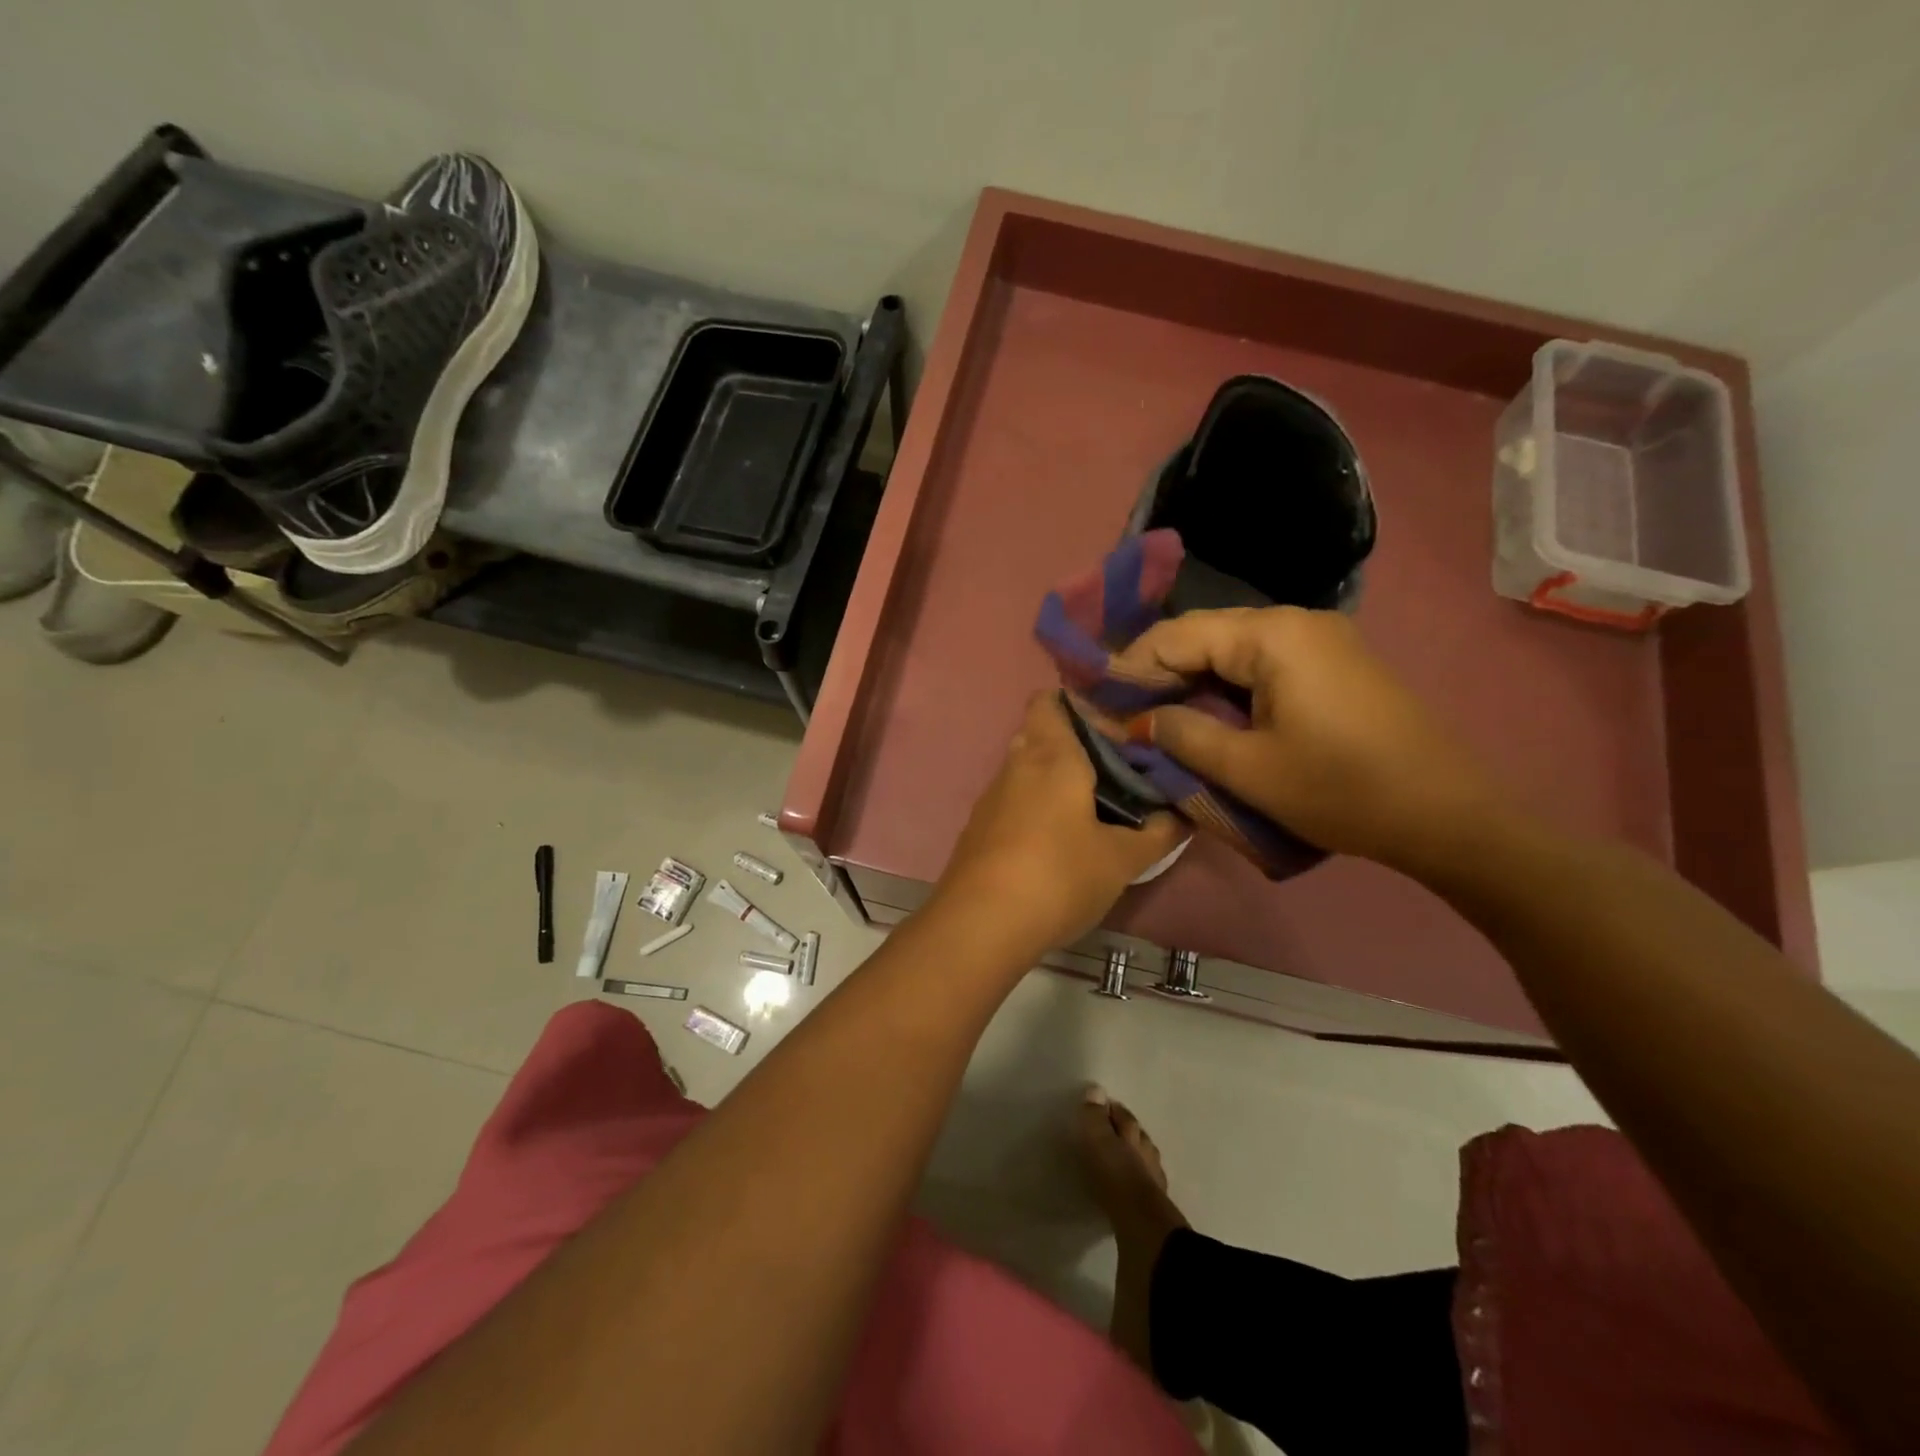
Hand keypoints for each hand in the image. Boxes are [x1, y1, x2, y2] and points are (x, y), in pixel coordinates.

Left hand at [935, 693, 1184, 952]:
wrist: (980, 925)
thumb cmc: (1058, 877)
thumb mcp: (1121, 859)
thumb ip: (1157, 834)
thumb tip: (1182, 816)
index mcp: (1051, 755)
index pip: (1051, 700)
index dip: (1081, 706)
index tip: (1117, 731)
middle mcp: (1015, 765)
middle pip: (1041, 734)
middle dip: (1076, 747)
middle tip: (1116, 772)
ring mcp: (991, 798)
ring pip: (1026, 770)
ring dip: (1056, 780)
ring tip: (1095, 808)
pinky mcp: (978, 829)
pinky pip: (1013, 801)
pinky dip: (1036, 808)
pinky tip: (1059, 841)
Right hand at [1110, 607, 1504, 872]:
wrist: (1448, 815)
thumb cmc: (1341, 790)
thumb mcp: (1248, 768)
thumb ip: (1182, 735)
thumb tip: (1138, 721)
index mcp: (1272, 635)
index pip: (1177, 635)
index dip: (1130, 667)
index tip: (1096, 702)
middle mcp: (1294, 621)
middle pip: (1204, 634)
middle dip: (1158, 671)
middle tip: (1120, 712)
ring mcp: (1319, 639)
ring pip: (1231, 649)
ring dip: (1190, 680)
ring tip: (1154, 717)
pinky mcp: (1333, 663)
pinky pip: (1261, 662)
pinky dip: (1225, 686)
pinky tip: (1206, 714)